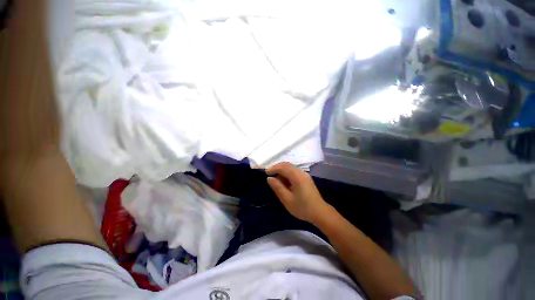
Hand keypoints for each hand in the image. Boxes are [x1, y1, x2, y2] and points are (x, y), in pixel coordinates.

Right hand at [266, 162, 330, 223]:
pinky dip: (287, 174)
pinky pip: (294, 171)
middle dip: (277, 168)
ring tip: (276, 180)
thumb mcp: (287, 199)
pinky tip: (284, 182)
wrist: (320, 212)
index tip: (266, 173)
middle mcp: (301, 172)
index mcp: (297, 176)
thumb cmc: (302, 207)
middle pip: (287, 165)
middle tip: (269, 175)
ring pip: (290, 167)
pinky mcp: (306, 178)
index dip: (273, 168)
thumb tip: (269, 178)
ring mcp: (304, 174)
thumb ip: (277, 187)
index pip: (283, 167)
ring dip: (282, 171)